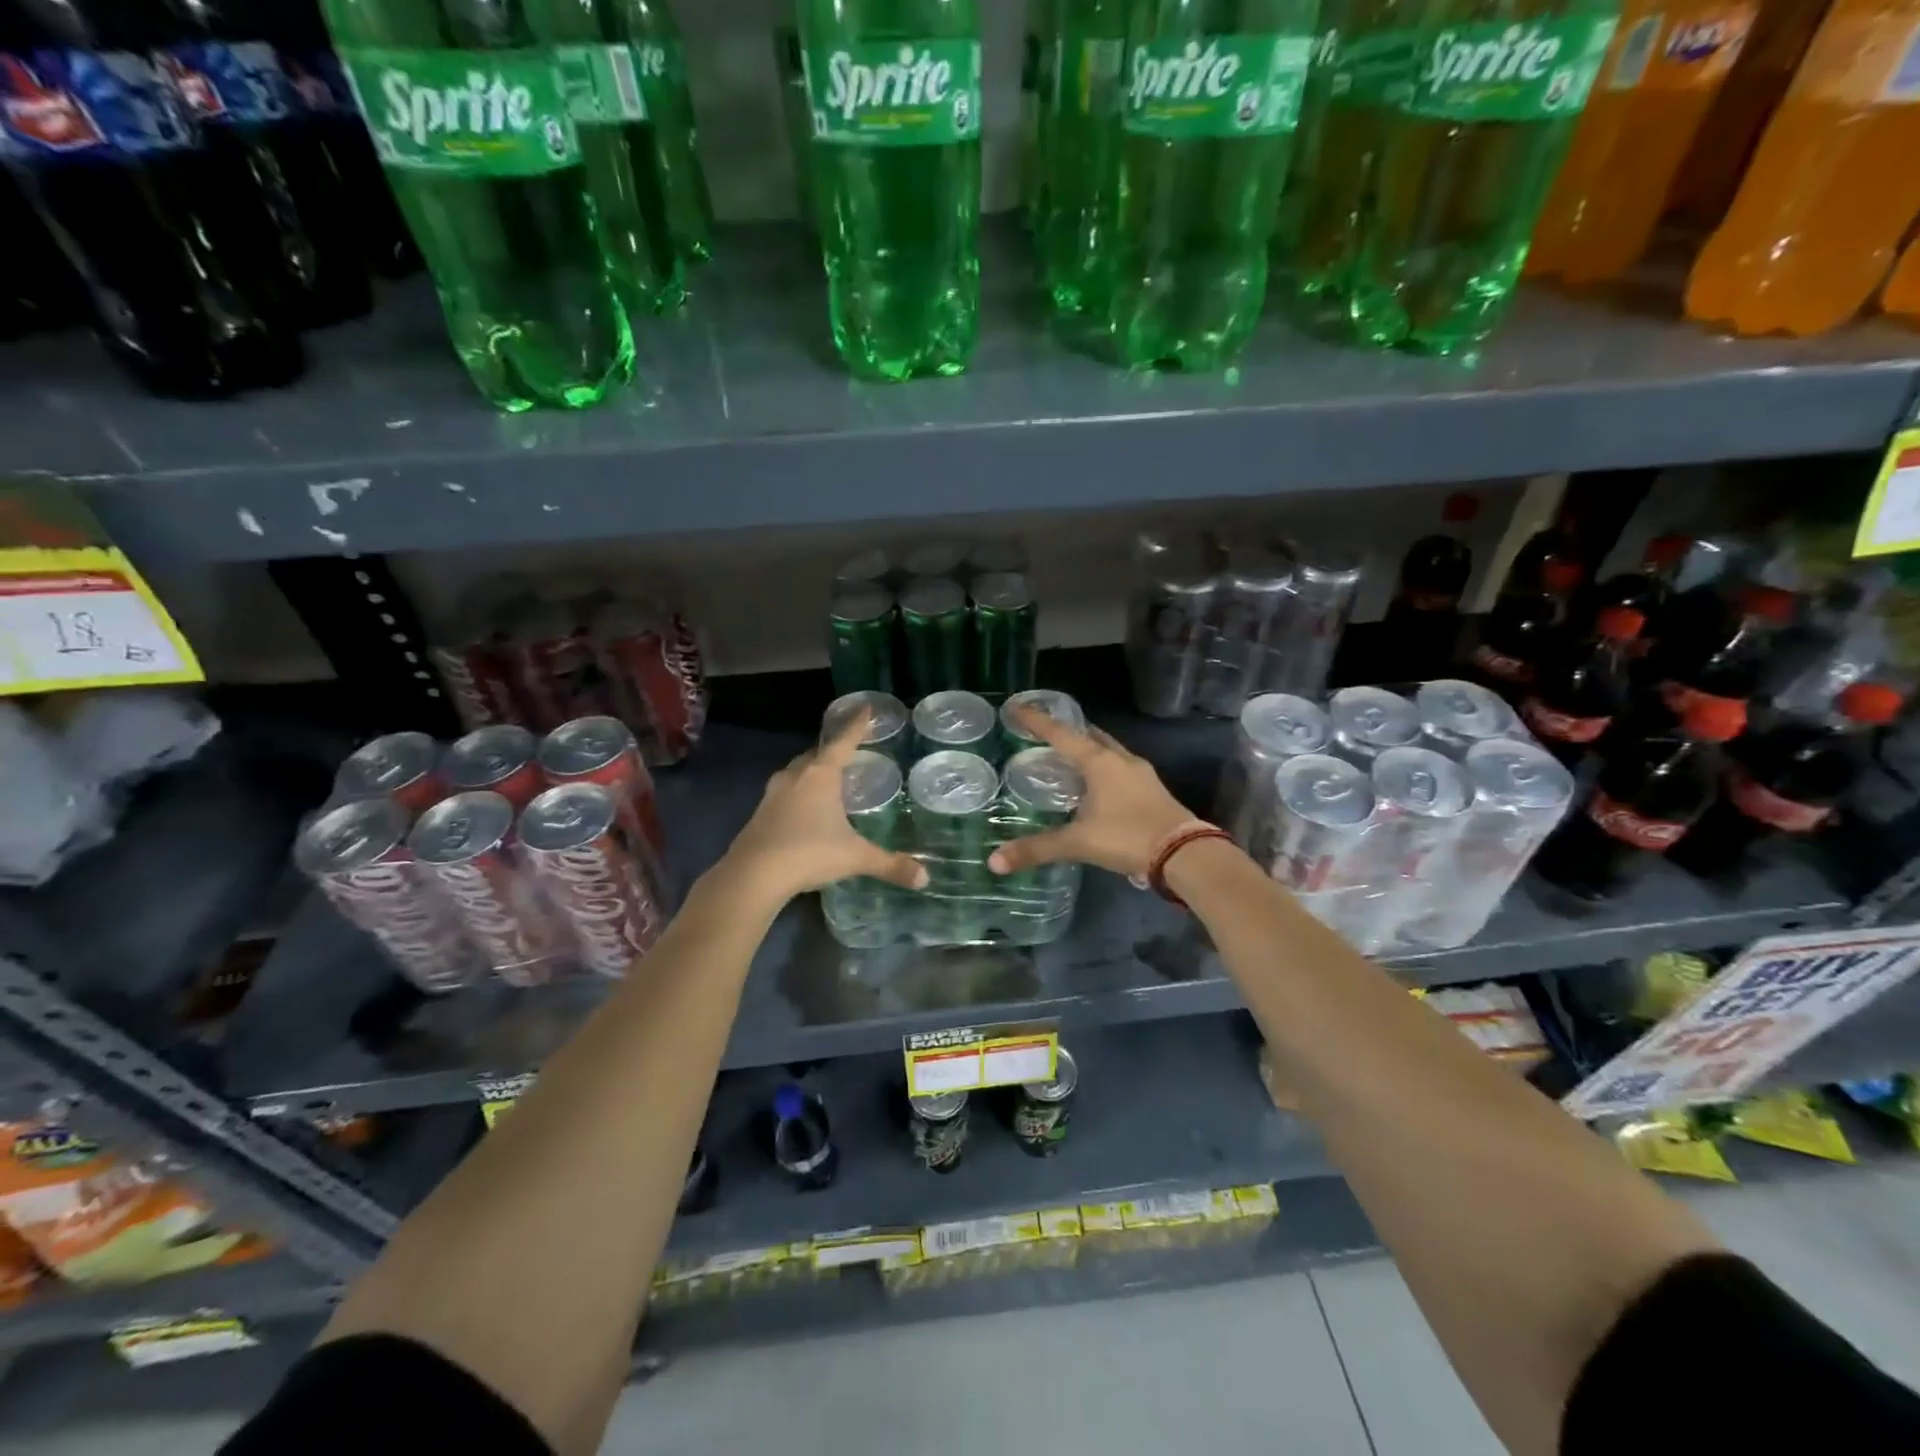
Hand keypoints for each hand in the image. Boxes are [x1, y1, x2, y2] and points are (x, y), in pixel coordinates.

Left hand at [721, 709, 927, 904]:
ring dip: (813, 772)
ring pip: (797, 772)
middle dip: (833, 750)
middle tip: (850, 751)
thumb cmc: (809, 853)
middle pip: (817, 754)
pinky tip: (805, 809)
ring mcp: (773, 794)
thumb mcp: (855, 857)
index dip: (857, 724)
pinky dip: (798, 793)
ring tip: (828, 779)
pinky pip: (785, 793)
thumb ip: (890, 864)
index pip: (843, 741)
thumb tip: (925, 879)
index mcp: (821, 775)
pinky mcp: (760, 814)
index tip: (866, 707)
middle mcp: (796, 776)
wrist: (752, 876)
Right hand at [987, 706, 1192, 880]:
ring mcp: (1141, 773)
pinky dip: (1103, 767)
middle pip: (1089, 735)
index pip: (1060, 733)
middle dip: (1066, 730)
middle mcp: (1120, 760)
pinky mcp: (1153, 789)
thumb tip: (994, 861)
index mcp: (1099, 762)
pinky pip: (1121, 767)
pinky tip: (1097, 785)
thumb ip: (1037, 849)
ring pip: (1109, 750)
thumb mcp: (1078, 843)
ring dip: (1088, 748)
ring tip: (1068, 756)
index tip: (1015, 707)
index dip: (1035, 720)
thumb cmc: (1127, 837)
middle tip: (1044, 732)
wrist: (1185, 854)